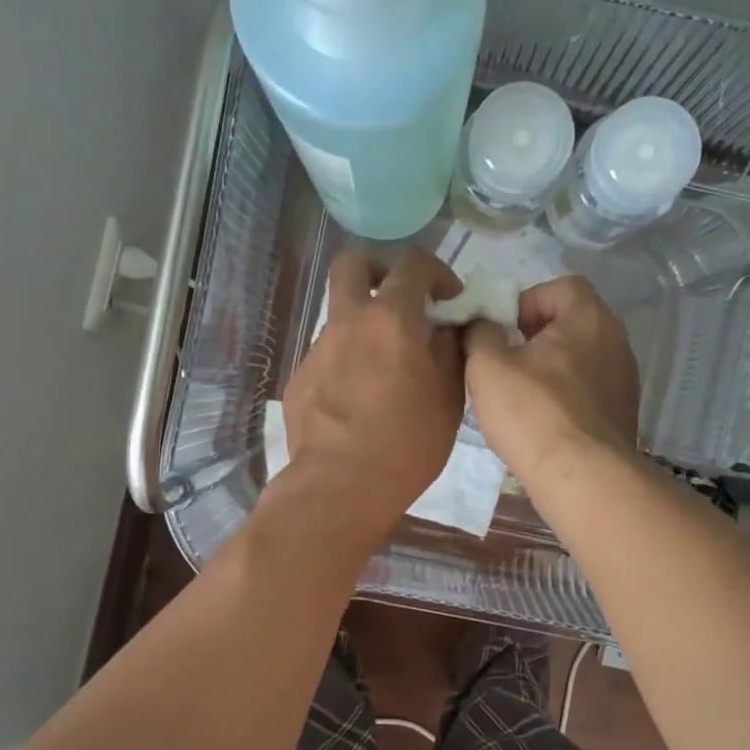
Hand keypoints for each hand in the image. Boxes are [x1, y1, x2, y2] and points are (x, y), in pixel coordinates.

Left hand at [282, 248, 465, 540]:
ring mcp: (317, 350)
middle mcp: (348, 323)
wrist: (340, 486)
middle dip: (378, 269)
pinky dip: (347, 363)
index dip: (436, 272)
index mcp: (390, 319)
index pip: (413, 264)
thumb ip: (450, 350)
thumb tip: (447, 327)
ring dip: (363, 325)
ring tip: (383, 369)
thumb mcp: (449, 397)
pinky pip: (327, 356)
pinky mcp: (299, 379)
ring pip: (338, 315)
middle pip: (352, 264)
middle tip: (398, 299)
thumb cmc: (407, 442)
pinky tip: (357, 402)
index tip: (449, 299)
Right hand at [464, 275, 639, 483]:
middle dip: (535, 336)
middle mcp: (616, 342)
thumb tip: (480, 323)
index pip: (561, 286)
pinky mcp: (622, 415)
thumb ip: (479, 332)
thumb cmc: (533, 411)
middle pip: (572, 322)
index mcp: (589, 318)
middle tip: (505, 361)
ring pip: (580, 359)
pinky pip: (588, 391)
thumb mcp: (487, 365)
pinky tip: (541, 422)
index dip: (527, 300)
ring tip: (518, 395)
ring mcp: (624, 381)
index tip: (503, 329)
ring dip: (549, 369)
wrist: (582, 477)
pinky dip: (564, 396)